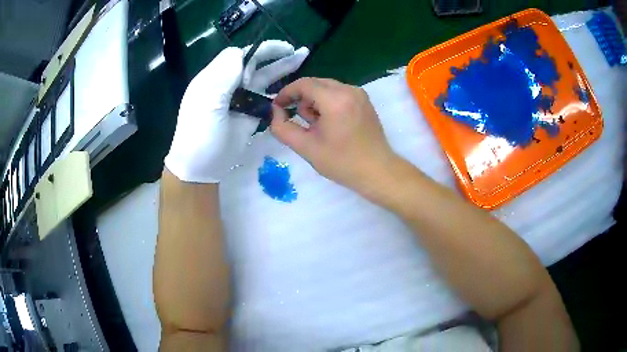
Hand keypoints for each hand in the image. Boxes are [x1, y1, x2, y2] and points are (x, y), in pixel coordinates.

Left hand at [164, 41, 308, 182]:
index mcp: (215, 76)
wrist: (202, 166)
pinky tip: (293, 89)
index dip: (255, 55)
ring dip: (281, 69)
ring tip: (301, 59)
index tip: (268, 61)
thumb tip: (243, 54)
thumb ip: (224, 72)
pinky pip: (267, 98)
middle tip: (296, 51)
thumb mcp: (208, 99)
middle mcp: (229, 84)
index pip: (238, 55)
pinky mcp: (250, 114)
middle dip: (275, 55)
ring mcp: (240, 99)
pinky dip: (279, 92)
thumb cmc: (200, 132)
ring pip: (263, 78)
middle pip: (254, 63)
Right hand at [270, 78, 396, 191]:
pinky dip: (328, 103)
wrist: (377, 171)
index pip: (303, 84)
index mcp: (335, 100)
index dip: (286, 93)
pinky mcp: (364, 100)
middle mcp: (349, 90)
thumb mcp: (306, 148)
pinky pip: (338, 93)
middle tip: (300, 122)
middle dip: (301, 99)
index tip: (277, 107)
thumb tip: (275, 112)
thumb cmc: (342, 162)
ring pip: (326, 87)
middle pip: (315, 83)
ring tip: (318, 127)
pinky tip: (331, 123)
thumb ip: (282, 128)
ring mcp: (359, 93)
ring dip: (315, 102)